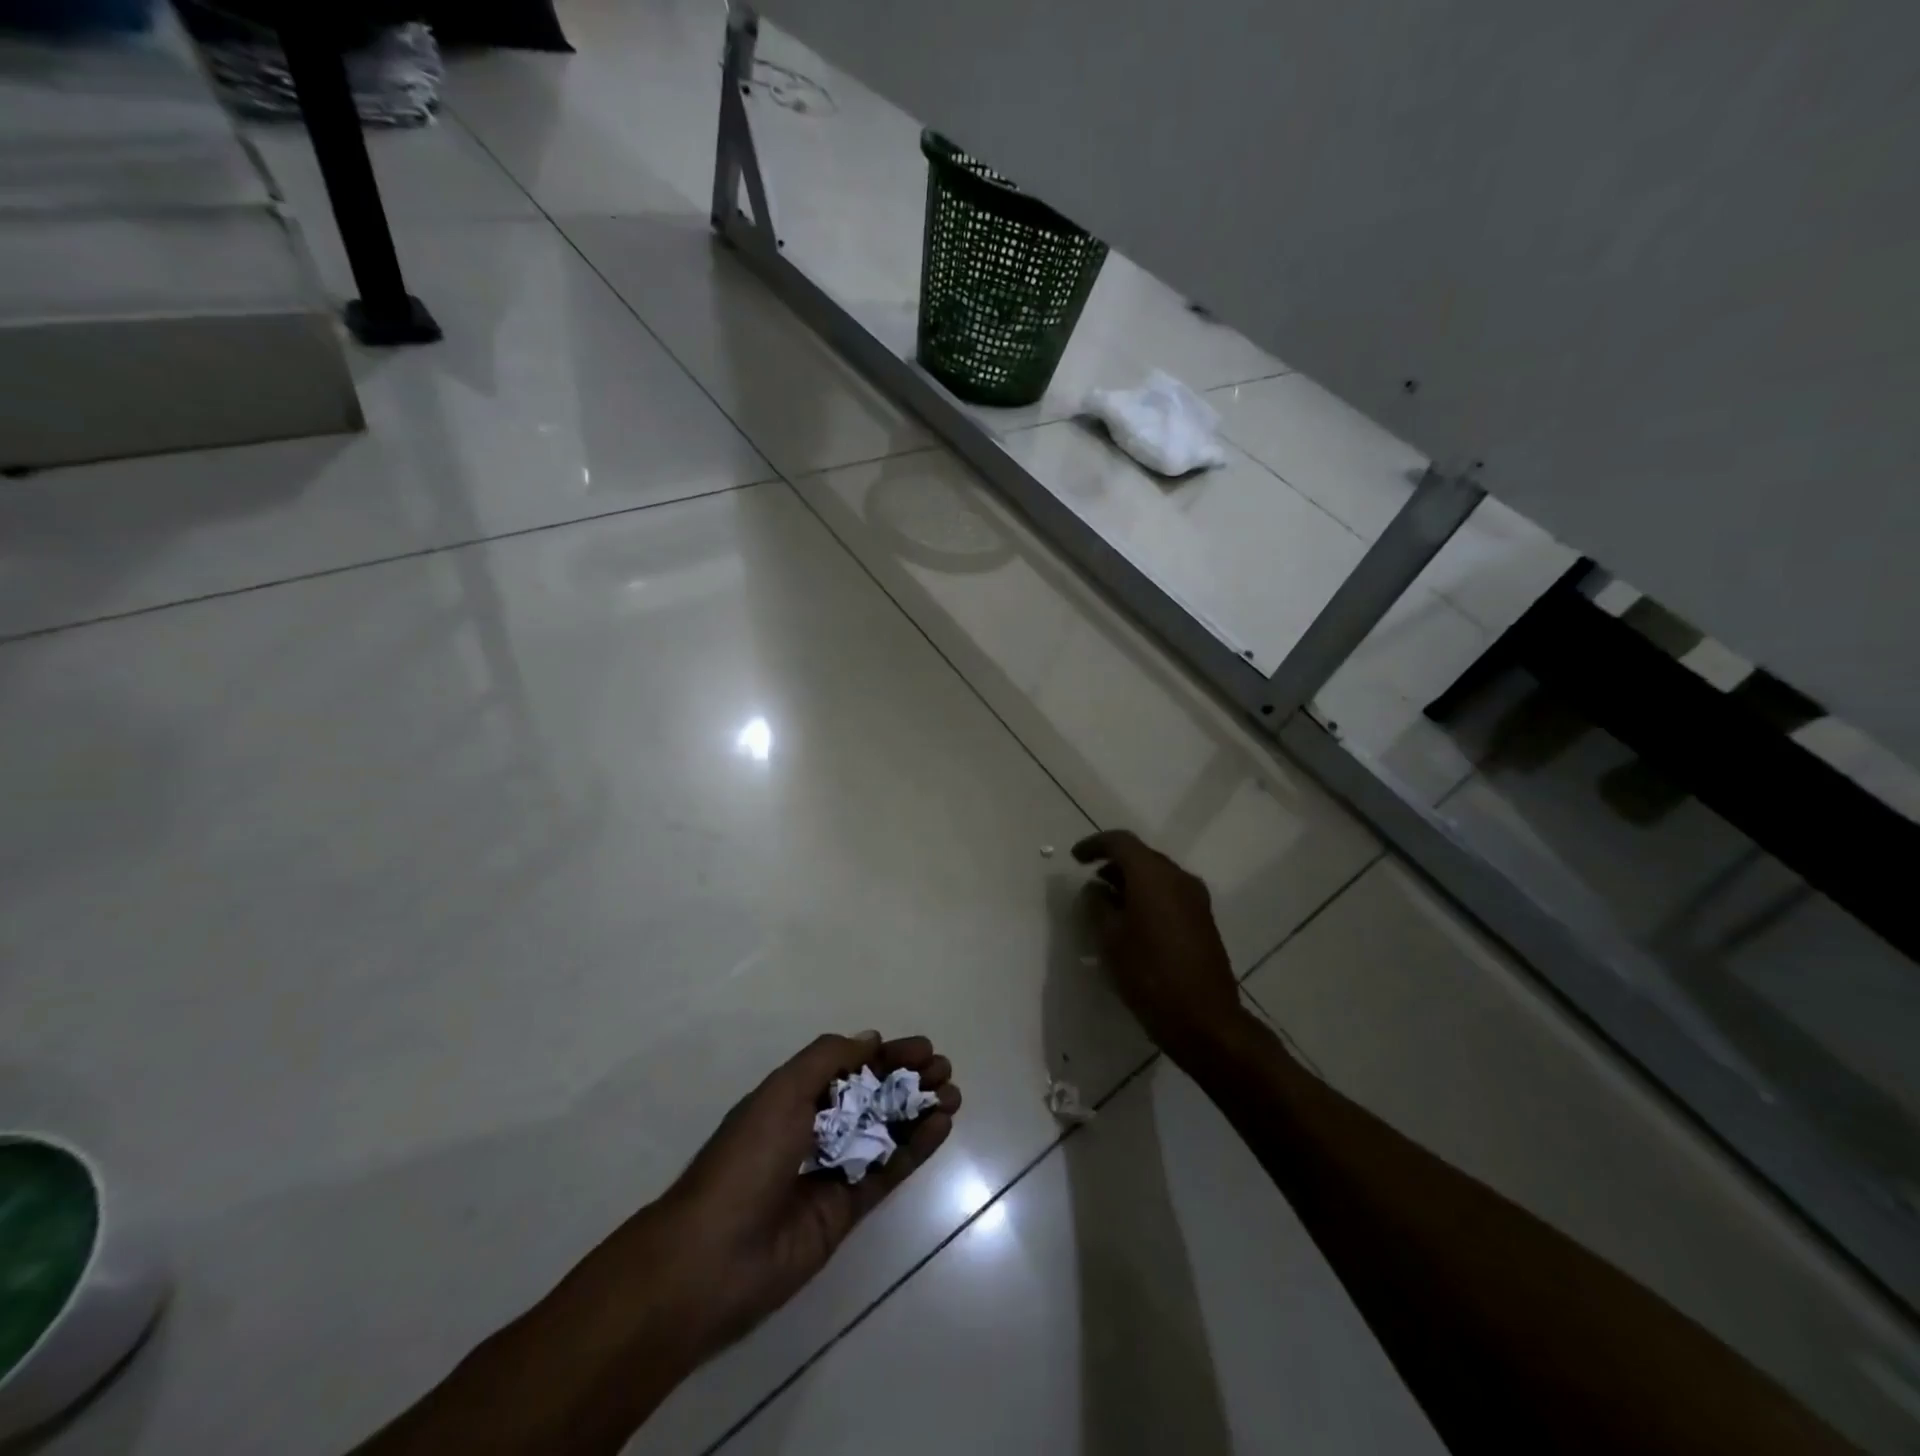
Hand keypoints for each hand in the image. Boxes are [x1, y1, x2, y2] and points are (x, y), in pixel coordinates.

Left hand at [656, 1032, 960, 1356]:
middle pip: (873, 1095)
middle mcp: (817, 1128)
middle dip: (908, 1079)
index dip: (887, 1055)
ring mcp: (834, 1169)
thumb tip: (871, 1040)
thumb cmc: (746, 1159)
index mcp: (795, 1097)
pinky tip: (941, 1126)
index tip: (923, 1048)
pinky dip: (916, 1147)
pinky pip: (888, 1170)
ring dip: (919, 1110)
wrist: (714, 1258)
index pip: (851, 1066)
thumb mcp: (782, 1091)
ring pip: (886, 1130)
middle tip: (944, 1070)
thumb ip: (828, 1059)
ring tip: (953, 1095)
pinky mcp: (849, 1209)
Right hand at [1074, 830, 1244, 1059]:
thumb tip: (1095, 889)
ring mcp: (1196, 899)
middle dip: (1114, 864)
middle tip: (1090, 883)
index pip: (1121, 842)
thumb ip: (1097, 905)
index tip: (1075, 858)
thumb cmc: (1149, 974)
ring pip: (1157, 876)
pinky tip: (1132, 922)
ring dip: (1131, 882)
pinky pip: (1170, 895)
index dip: (1095, 845)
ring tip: (1107, 905)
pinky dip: (1148, 897)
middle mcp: (1179, 878)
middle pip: (1142, 857)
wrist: (1204, 1019)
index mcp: (1153, 875)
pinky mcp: (1203, 920)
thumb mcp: (1110, 939)